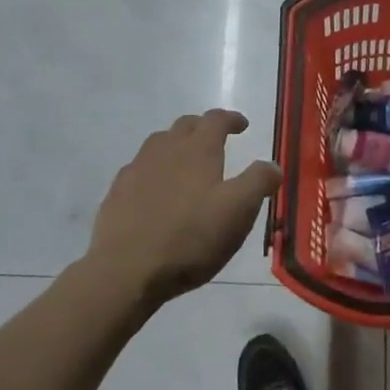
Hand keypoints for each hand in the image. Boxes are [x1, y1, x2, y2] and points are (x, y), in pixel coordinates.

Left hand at [85, 110, 280, 308]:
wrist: (125, 270)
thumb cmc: (189, 238)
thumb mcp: (237, 212)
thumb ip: (258, 183)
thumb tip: (273, 165)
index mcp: (198, 149)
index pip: (216, 119)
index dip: (231, 119)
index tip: (242, 125)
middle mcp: (166, 149)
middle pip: (186, 126)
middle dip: (203, 128)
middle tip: (216, 141)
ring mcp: (137, 169)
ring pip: (159, 144)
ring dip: (176, 146)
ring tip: (186, 163)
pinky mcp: (117, 192)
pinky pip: (139, 169)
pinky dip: (153, 170)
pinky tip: (156, 191)